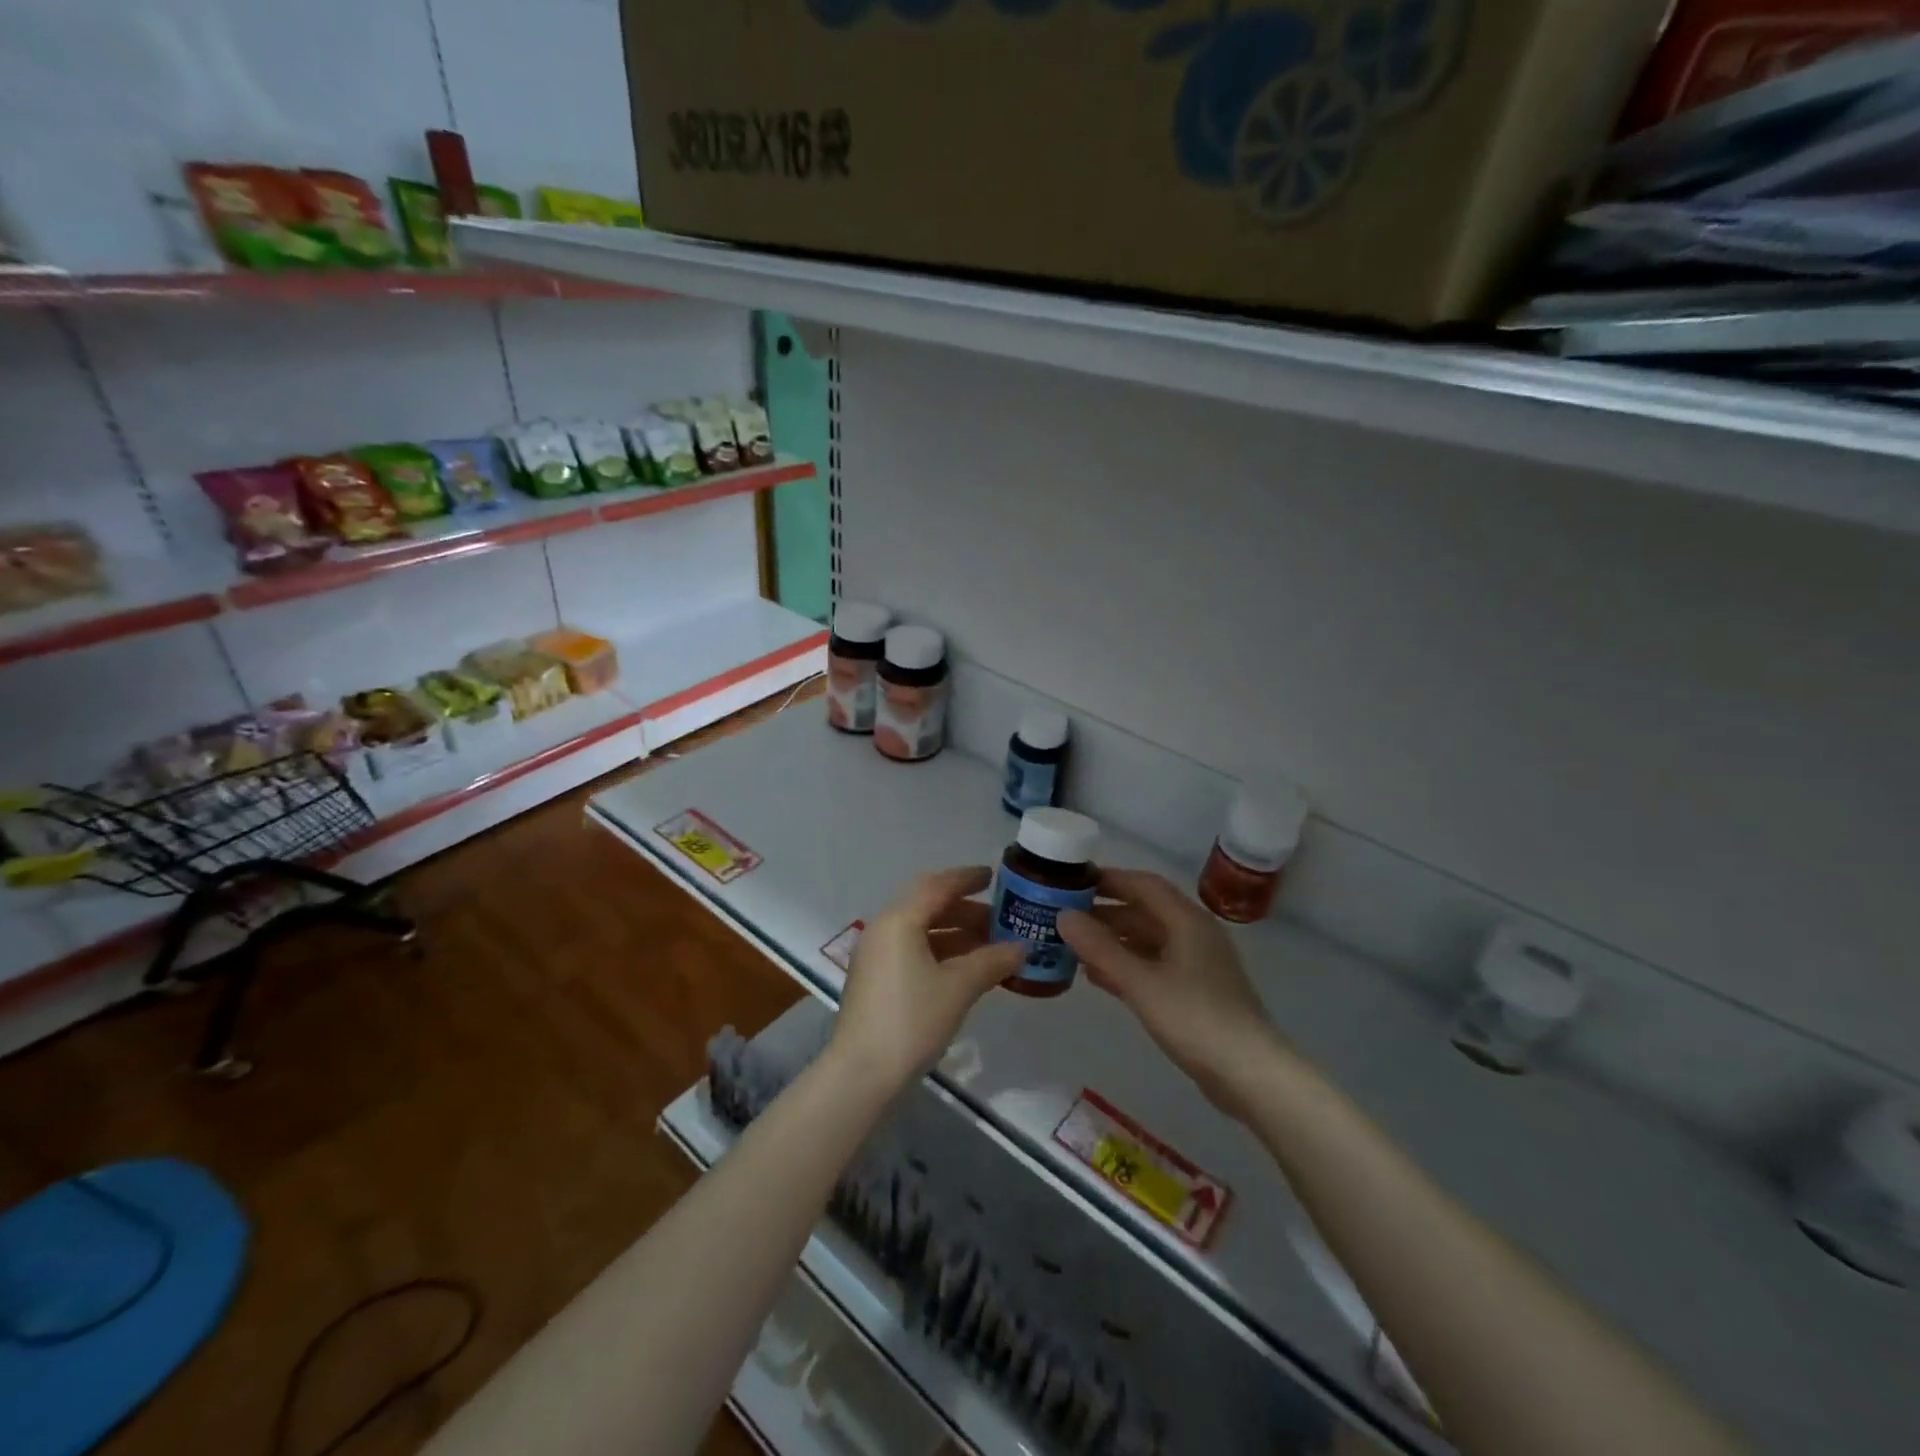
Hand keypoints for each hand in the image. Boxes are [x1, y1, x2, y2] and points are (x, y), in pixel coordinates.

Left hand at [828, 866, 1025, 1091]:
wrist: (862, 1074)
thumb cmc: (912, 1020)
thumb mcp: (958, 988)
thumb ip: (991, 961)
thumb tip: (1021, 948)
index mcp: (899, 920)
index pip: (938, 885)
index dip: (967, 878)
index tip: (995, 876)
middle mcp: (884, 929)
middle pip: (928, 905)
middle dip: (966, 909)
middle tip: (1000, 918)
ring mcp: (876, 955)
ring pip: (921, 930)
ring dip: (956, 933)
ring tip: (991, 947)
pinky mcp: (876, 979)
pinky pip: (913, 950)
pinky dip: (941, 952)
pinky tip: (967, 969)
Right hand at [1059, 869, 1290, 1120]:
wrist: (1250, 1075)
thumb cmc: (1195, 1019)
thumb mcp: (1141, 982)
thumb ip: (1100, 949)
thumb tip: (1063, 915)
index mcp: (1187, 921)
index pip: (1143, 885)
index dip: (1108, 879)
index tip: (1072, 881)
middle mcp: (1193, 935)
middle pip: (1144, 912)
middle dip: (1105, 912)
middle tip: (1063, 916)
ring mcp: (1196, 965)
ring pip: (1147, 941)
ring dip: (1112, 940)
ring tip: (1072, 945)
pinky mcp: (1194, 993)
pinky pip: (1153, 966)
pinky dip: (1126, 965)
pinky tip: (1097, 977)